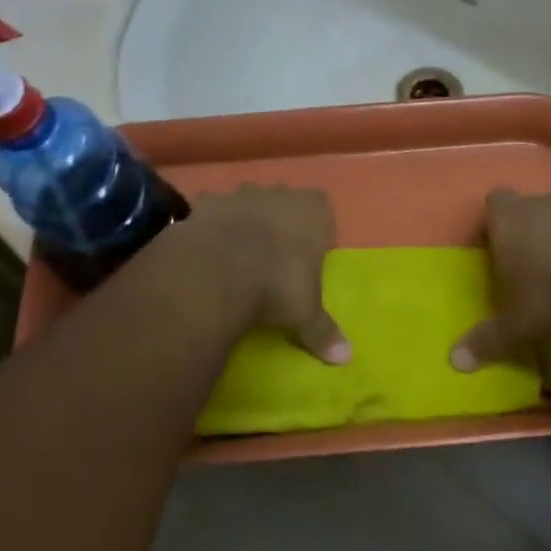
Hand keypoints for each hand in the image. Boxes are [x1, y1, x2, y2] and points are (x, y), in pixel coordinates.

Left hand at [182, 185, 349, 363]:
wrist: (216, 271)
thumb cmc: (277, 284)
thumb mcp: (305, 313)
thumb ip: (324, 330)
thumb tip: (346, 358)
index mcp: (312, 209)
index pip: (321, 210)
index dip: (314, 232)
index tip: (306, 259)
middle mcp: (278, 193)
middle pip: (283, 202)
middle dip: (278, 223)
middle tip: (272, 259)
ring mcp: (239, 194)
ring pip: (246, 202)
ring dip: (243, 222)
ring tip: (236, 257)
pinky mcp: (205, 203)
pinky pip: (211, 211)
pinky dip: (209, 227)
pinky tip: (206, 252)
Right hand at [450, 190, 550, 395]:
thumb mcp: (515, 327)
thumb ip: (486, 341)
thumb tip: (456, 361)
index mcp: (510, 220)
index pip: (496, 202)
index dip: (496, 222)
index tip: (498, 248)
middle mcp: (543, 205)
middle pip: (530, 209)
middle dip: (530, 232)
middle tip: (531, 268)